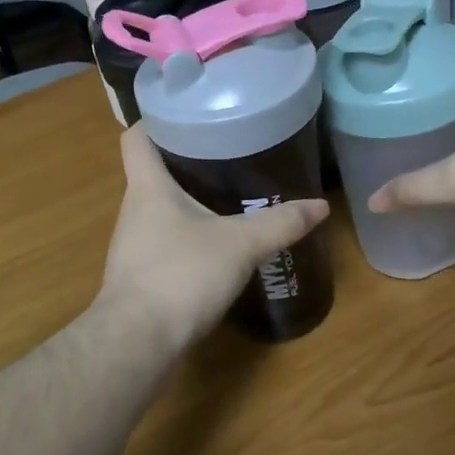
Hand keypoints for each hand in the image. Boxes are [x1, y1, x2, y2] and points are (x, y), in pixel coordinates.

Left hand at [97, 125, 329, 352]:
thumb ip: (280, 224)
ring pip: (159, 207)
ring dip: (187, 198)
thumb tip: (321, 205)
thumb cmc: (181, 275)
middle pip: (152, 170)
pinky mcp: (140, 275)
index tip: (189, 112)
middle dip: (185, 158)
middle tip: (226, 150)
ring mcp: (133, 245)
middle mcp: (134, 210)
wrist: (137, 342)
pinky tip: (215, 243)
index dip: (158, 120)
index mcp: (148, 187)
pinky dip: (186, 233)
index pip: (138, 137)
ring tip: (227, 192)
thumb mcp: (240, 245)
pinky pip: (163, 240)